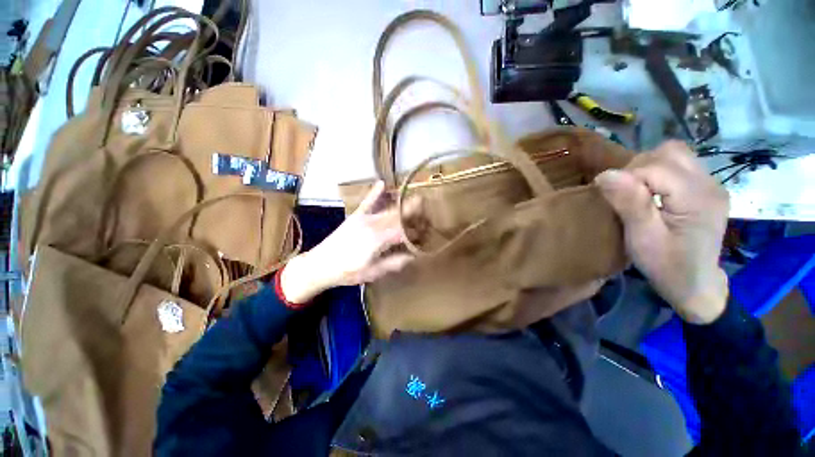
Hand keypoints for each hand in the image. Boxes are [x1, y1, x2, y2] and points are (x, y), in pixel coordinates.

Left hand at [280, 181, 420, 303]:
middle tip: (426, 208)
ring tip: (416, 200)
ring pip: (387, 210)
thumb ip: (393, 263)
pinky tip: (382, 183)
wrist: (320, 264)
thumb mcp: (372, 272)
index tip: (425, 231)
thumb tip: (412, 256)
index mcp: (378, 239)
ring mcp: (363, 218)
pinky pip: (368, 202)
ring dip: (402, 205)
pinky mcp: (355, 216)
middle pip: (397, 217)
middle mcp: (373, 225)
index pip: (402, 231)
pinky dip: (375, 193)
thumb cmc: (347, 272)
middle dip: (413, 213)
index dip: (414, 231)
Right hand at [595, 140, 729, 323]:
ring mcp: (711, 184)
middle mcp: (709, 183)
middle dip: (638, 168)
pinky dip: (659, 173)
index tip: (611, 198)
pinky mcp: (706, 189)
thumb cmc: (667, 266)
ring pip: (674, 154)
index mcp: (697, 197)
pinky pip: (679, 165)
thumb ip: (630, 203)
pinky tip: (653, 193)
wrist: (695, 284)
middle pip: (668, 152)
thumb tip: (606, 174)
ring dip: (648, 167)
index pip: (654, 167)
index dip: (627, 178)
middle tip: (625, 194)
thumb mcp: (643, 238)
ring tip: (638, 192)